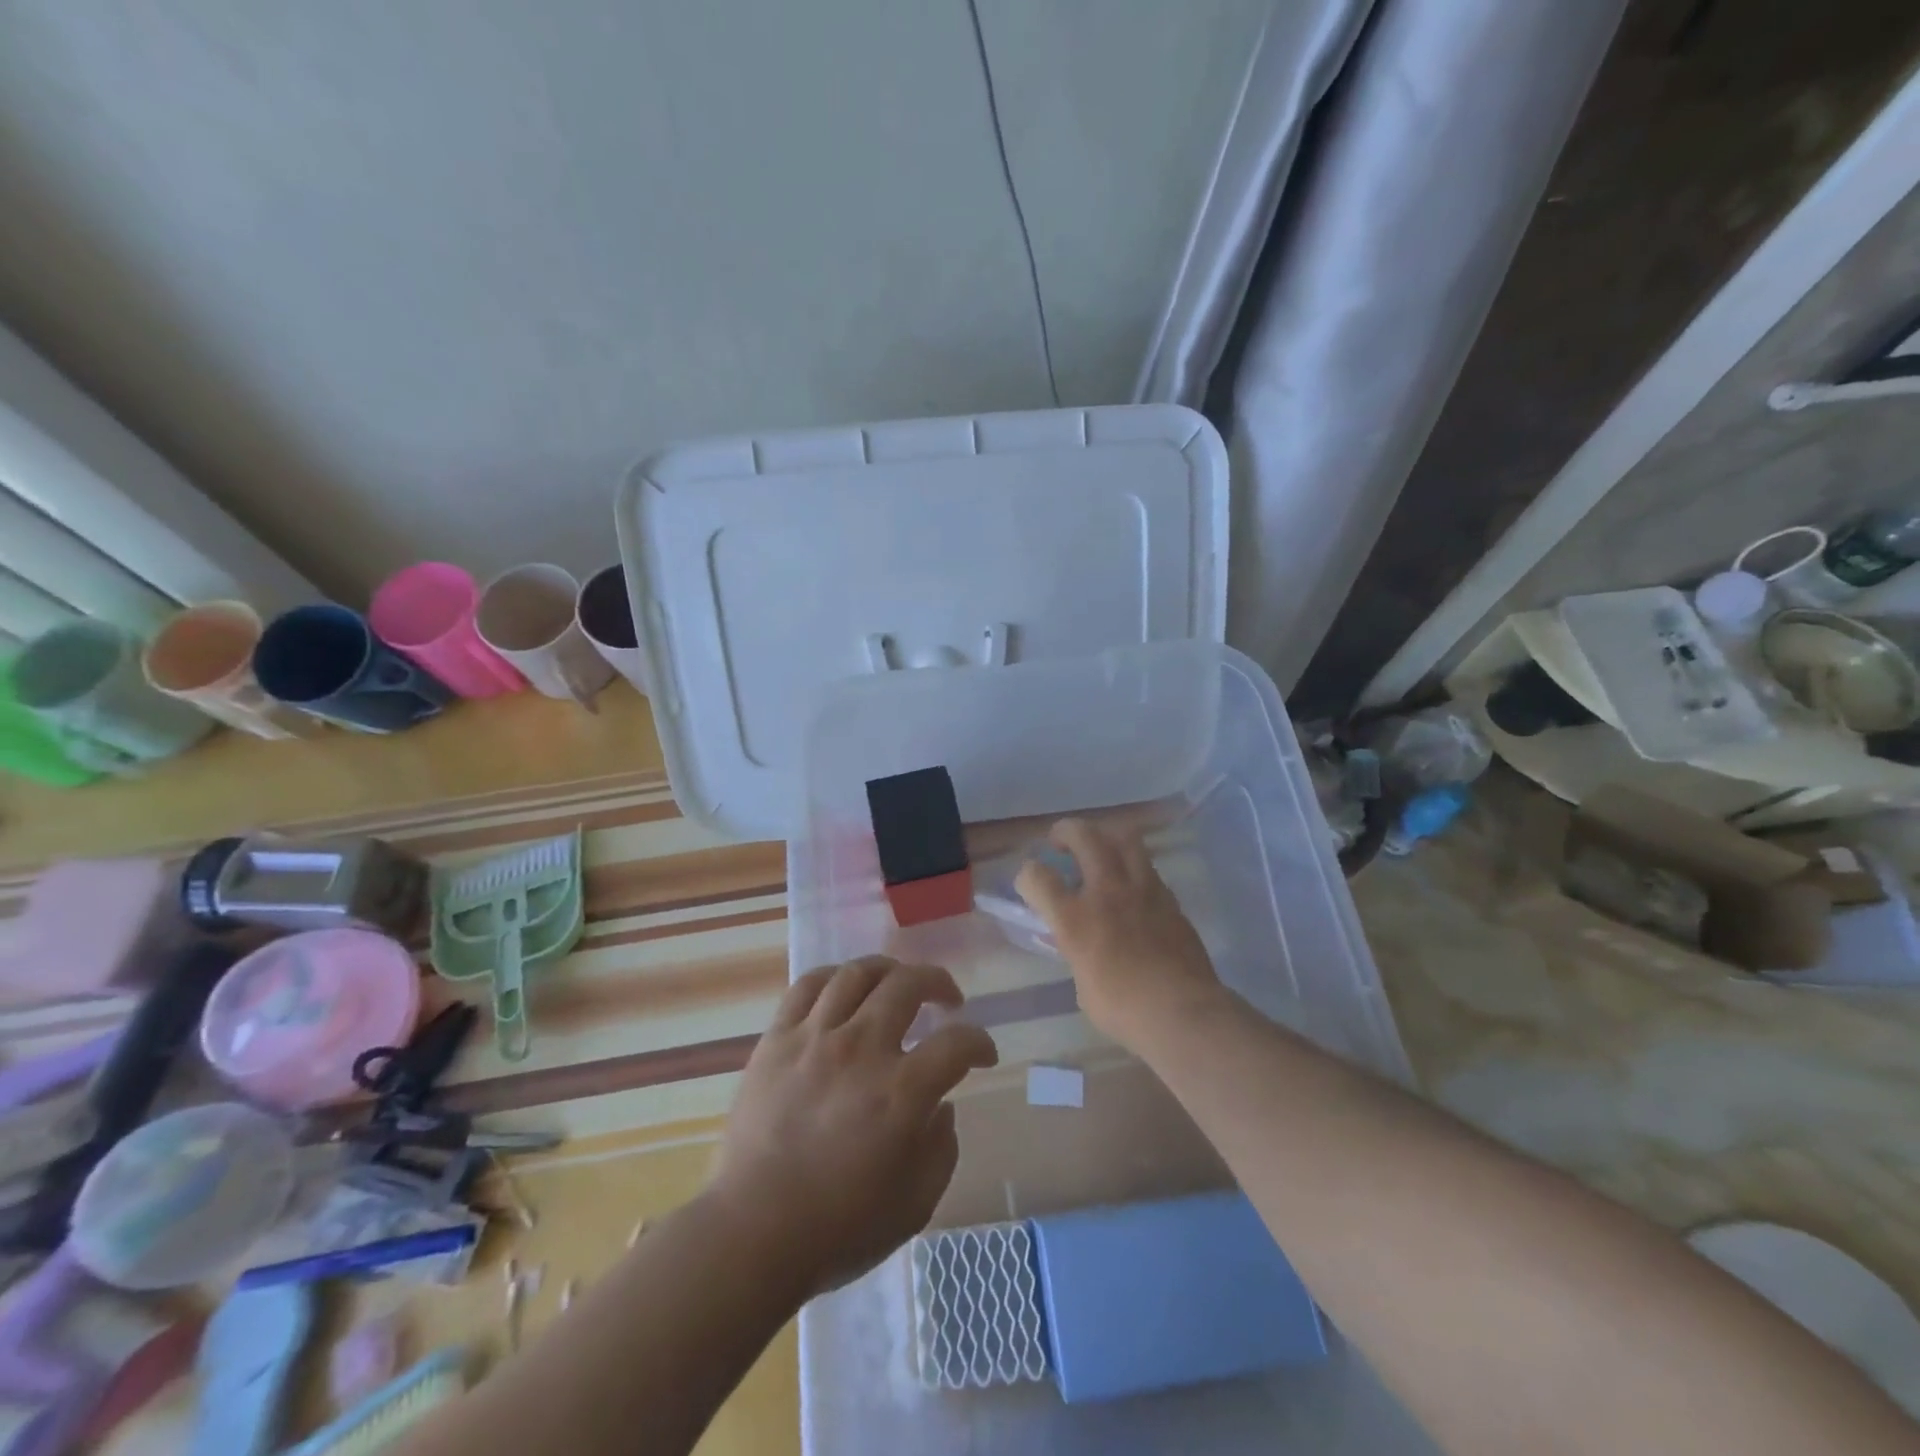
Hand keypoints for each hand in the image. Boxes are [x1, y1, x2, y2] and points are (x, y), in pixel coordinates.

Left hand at [707, 957, 998, 1297]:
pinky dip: (834, 977)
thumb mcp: (915, 1204)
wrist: (752, 1235)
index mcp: (901, 1093)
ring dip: (889, 970)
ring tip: (897, 983)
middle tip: (947, 999)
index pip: (957, 1043)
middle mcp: (861, 1050)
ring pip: (858, 973)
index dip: (979, 1043)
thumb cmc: (839, 1229)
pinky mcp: (777, 1040)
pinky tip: (844, 988)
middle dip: (939, 983)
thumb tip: (940, 1106)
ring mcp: (815, 1039)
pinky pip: (807, 986)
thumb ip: (942, 1149)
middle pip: (908, 984)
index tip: (983, 1054)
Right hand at [1016, 818, 1225, 1047]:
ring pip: (1123, 837)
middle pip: (1083, 835)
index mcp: (1075, 919)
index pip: (1037, 877)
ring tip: (1099, 849)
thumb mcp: (1083, 986)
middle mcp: (1106, 891)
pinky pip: (1147, 866)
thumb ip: (1077, 952)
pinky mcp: (1169, 897)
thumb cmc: (1125, 1010)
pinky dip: (1132, 866)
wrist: (1184, 1013)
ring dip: (1104, 836)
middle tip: (1060, 841)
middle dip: (1065, 831)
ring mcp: (1142, 889)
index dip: (1027, 875)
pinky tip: (1130, 884)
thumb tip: (1079, 944)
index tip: (1029, 883)